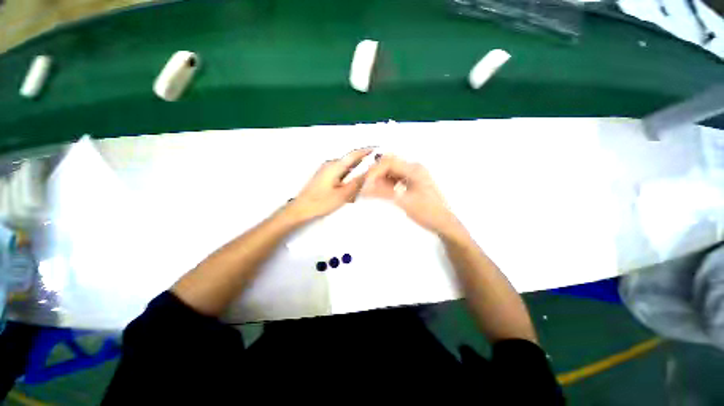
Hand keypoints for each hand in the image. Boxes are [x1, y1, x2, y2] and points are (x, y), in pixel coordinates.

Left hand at [284, 148, 372, 223]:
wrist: (301, 209)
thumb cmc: (321, 202)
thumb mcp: (343, 194)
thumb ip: (357, 183)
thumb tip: (370, 173)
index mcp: (335, 166)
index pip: (354, 154)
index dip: (366, 151)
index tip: (377, 150)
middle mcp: (330, 164)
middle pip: (350, 162)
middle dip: (361, 167)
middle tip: (370, 177)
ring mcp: (326, 170)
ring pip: (345, 170)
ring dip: (353, 176)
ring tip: (358, 188)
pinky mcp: (324, 176)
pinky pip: (340, 174)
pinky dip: (346, 180)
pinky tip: (348, 191)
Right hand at [363, 155, 462, 236]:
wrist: (443, 224)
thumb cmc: (427, 212)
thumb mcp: (404, 201)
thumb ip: (383, 192)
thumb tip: (364, 188)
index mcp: (414, 169)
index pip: (389, 162)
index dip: (374, 170)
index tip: (364, 182)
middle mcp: (413, 168)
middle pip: (389, 164)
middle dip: (375, 173)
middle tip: (365, 185)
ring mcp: (412, 175)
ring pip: (390, 172)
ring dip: (379, 179)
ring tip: (369, 189)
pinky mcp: (411, 183)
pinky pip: (394, 179)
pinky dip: (384, 184)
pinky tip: (378, 191)